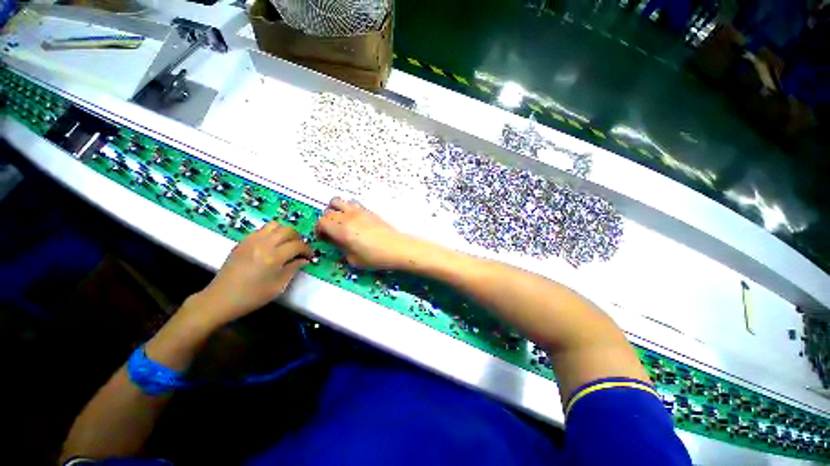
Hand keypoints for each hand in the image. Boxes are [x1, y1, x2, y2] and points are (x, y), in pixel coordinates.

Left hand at [192, 223, 312, 326]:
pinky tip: (271, 246)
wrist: (221, 298)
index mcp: (274, 257)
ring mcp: (251, 240)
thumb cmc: (253, 296)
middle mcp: (263, 244)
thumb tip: (304, 260)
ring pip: (274, 225)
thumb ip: (293, 269)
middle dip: (298, 238)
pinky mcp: (243, 242)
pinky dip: (272, 234)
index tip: (310, 257)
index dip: (307, 250)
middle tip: (299, 249)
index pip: (298, 245)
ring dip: (284, 232)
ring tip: (286, 244)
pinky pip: (262, 230)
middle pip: (288, 230)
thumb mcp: (279, 286)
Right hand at [315, 197, 414, 269]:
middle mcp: (348, 216)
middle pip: (328, 211)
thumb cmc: (374, 257)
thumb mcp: (352, 259)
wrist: (397, 248)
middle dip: (326, 221)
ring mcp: (359, 211)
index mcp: (341, 228)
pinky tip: (355, 220)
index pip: (321, 221)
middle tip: (332, 232)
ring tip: (341, 221)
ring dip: (336, 210)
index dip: (319, 230)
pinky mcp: (369, 210)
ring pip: (339, 201)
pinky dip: (348, 208)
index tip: (325, 239)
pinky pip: (353, 203)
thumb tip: (337, 241)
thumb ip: (341, 248)